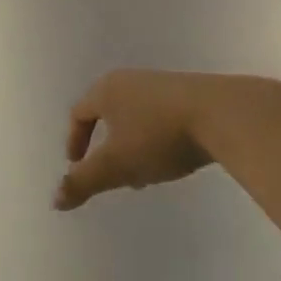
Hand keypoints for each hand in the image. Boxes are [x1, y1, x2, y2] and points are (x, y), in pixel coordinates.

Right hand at [55, 70, 252, 209]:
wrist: (225, 115)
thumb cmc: (159, 137)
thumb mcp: (116, 165)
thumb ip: (83, 182)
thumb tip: (55, 200)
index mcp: (106, 90)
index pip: (79, 113)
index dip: (74, 141)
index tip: (78, 166)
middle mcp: (131, 80)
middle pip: (107, 114)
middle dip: (105, 147)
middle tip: (110, 174)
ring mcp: (163, 84)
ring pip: (135, 117)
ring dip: (132, 146)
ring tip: (144, 173)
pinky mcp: (192, 93)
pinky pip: (161, 117)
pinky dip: (156, 139)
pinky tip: (173, 159)